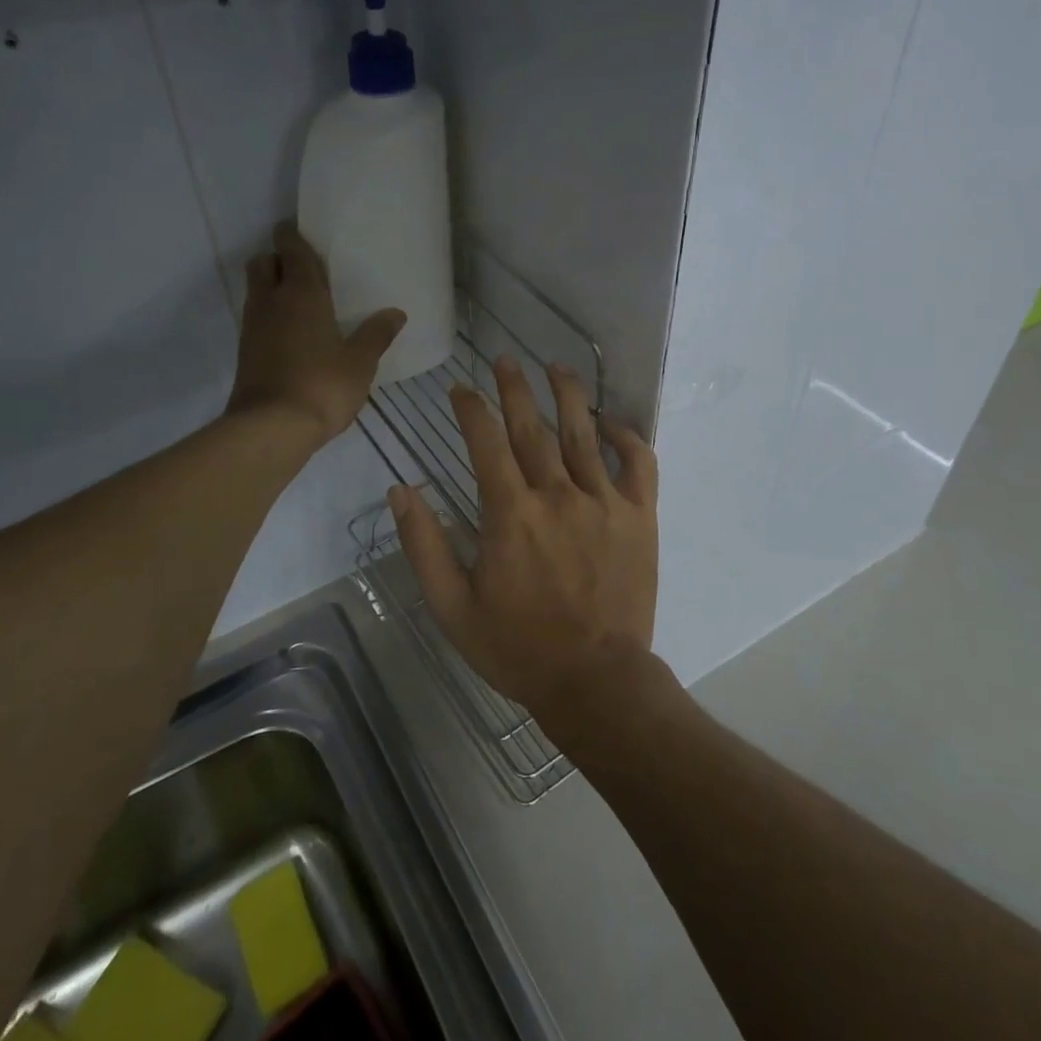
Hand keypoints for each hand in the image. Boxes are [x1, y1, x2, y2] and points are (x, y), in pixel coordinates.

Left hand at [228, 223, 404, 447]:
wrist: (271, 428)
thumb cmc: (322, 386)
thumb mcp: (360, 362)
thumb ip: (377, 334)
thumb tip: (396, 313)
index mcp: (302, 294)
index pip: (291, 251)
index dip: (292, 236)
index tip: (296, 229)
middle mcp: (272, 302)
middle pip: (262, 263)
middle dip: (276, 258)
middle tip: (301, 268)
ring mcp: (253, 327)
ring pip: (256, 290)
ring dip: (270, 286)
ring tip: (298, 299)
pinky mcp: (245, 352)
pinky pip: (256, 318)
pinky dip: (269, 314)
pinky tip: (290, 332)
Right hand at [389, 356, 658, 732]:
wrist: (596, 681)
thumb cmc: (518, 647)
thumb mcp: (452, 606)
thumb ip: (424, 545)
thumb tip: (401, 489)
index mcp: (510, 513)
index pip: (486, 442)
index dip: (471, 409)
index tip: (460, 390)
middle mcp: (557, 494)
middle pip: (532, 426)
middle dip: (515, 387)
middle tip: (504, 359)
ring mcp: (604, 501)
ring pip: (583, 432)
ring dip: (567, 394)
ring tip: (555, 366)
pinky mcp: (639, 516)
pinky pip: (638, 463)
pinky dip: (626, 436)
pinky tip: (611, 421)